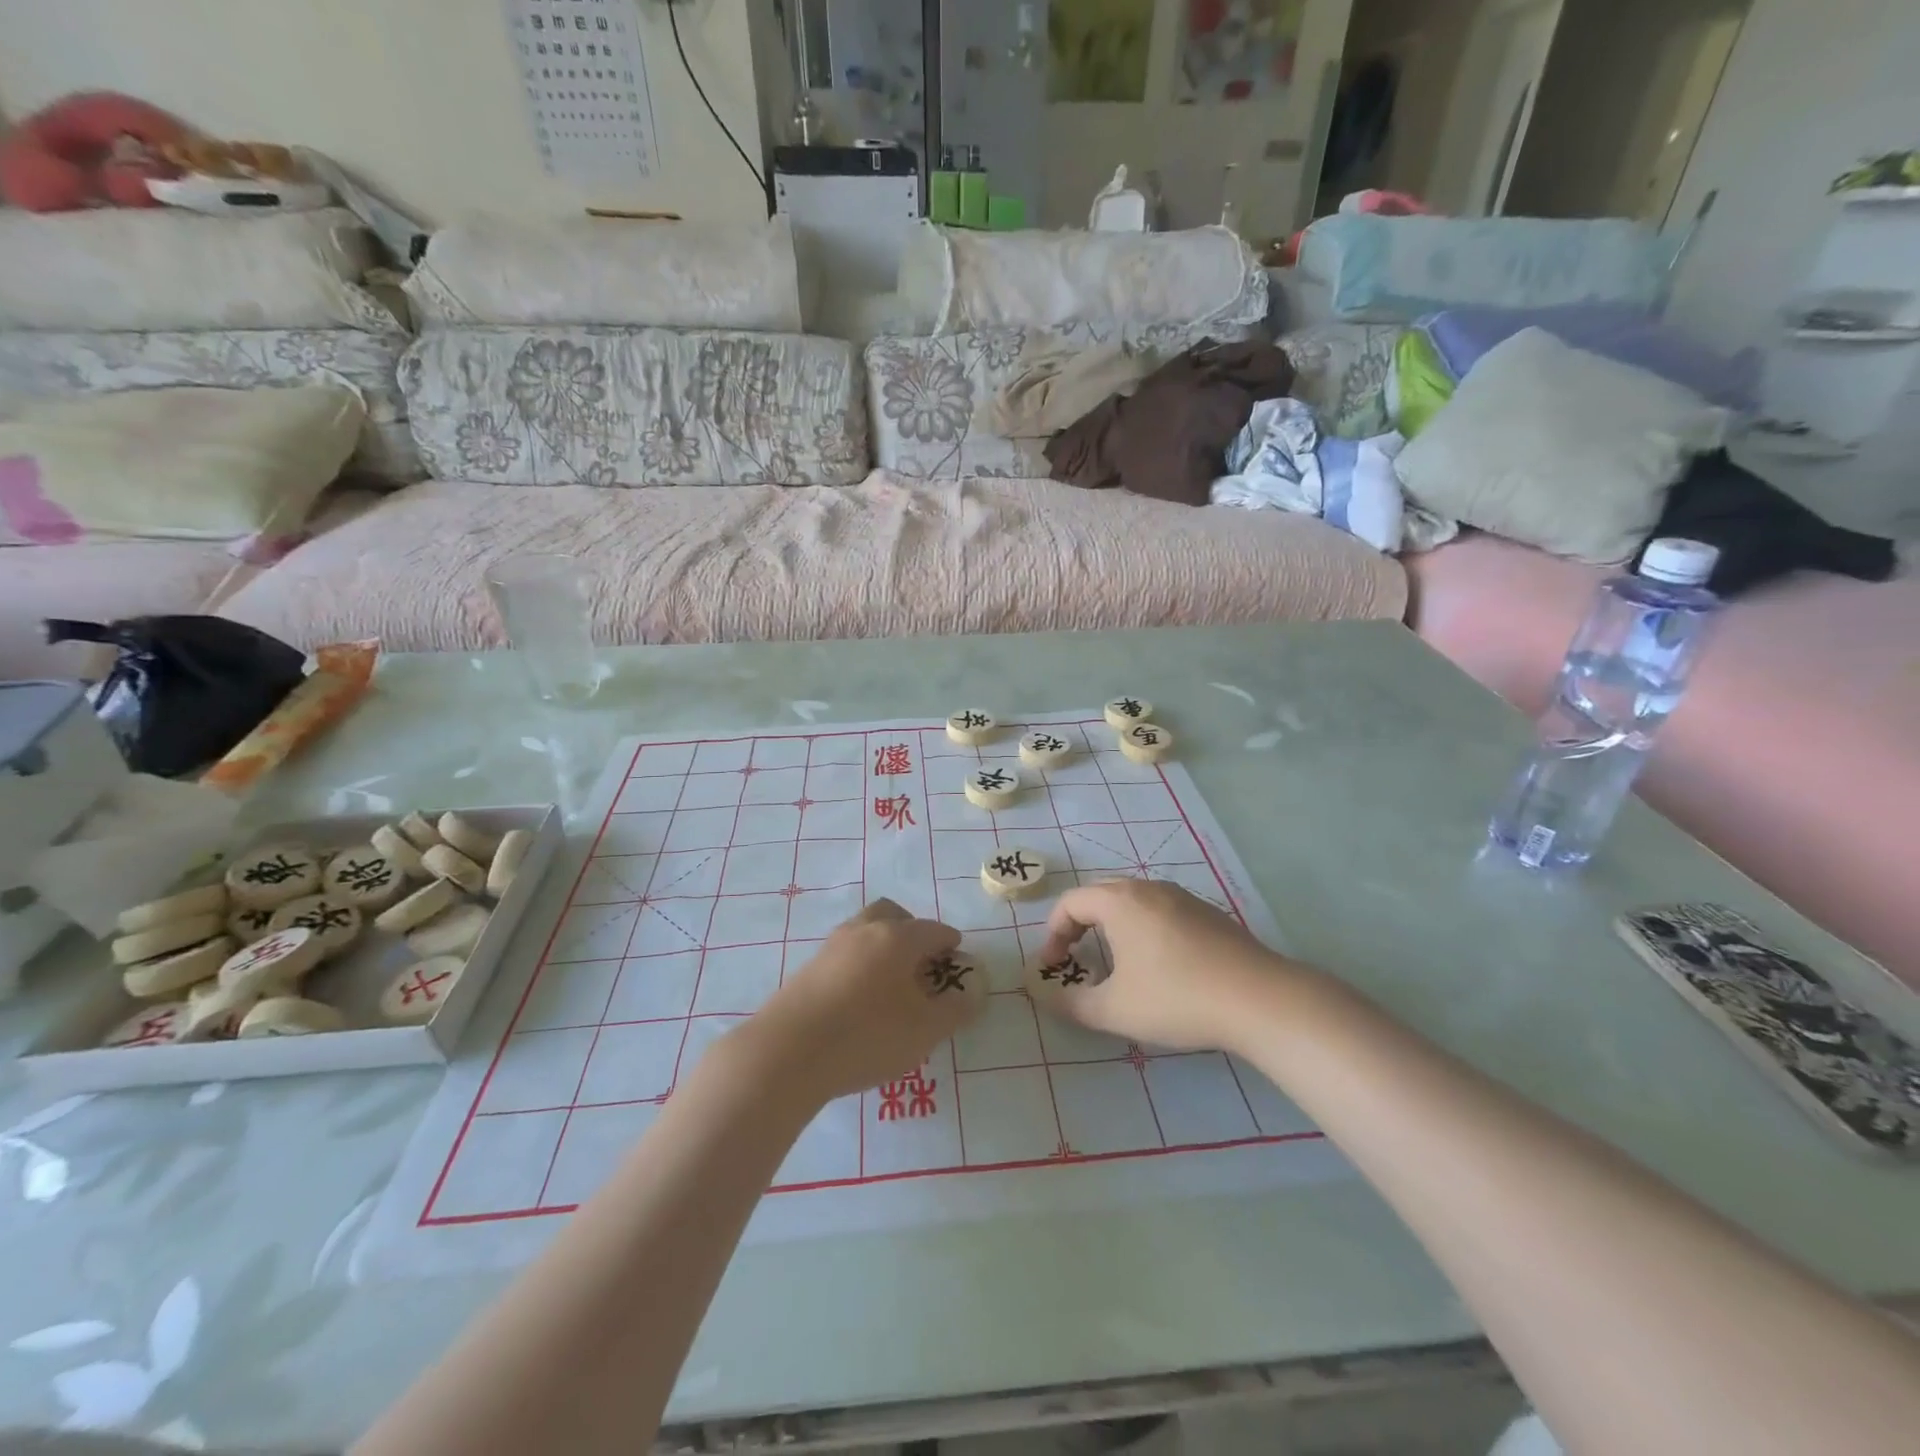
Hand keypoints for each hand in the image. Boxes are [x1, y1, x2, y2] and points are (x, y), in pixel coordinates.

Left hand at [731, 899, 979, 1105]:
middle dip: (912, 931)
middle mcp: (863, 931)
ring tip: (891, 984)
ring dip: (882, 948)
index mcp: (897, 938)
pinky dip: (859, 966)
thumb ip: (955, 1010)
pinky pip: (844, 956)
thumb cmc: (867, 1036)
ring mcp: (830, 948)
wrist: (787, 1053)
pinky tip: (860, 1000)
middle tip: (922, 962)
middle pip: (892, 915)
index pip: (933, 930)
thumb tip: (972, 993)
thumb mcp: (925, 1030)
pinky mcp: (807, 970)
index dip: (949, 943)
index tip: (956, 959)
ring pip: (864, 932)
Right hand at [1037, 880, 1299, 1053]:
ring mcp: (1182, 896)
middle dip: (1080, 926)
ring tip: (1115, 963)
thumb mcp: (1115, 1010)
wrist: (1259, 999)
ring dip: (1112, 926)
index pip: (1070, 903)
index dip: (1053, 934)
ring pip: (1132, 902)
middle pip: (1100, 896)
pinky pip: (1160, 911)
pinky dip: (1143, 929)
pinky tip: (1159, 965)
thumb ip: (1072, 1003)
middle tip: (1076, 959)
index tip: (1053, 967)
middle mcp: (1148, 888)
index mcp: (1119, 901)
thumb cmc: (1177, 998)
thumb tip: (1046, 996)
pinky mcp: (1208, 913)